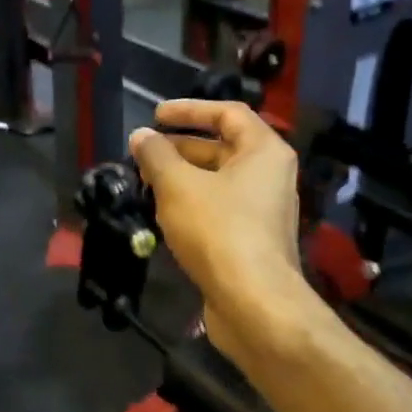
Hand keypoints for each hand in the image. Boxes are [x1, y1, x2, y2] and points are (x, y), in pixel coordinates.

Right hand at [129, 100, 303, 362]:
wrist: (253, 302)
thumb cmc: (218, 230)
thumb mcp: (178, 185)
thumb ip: (156, 155)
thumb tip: (141, 136)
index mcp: (263, 151)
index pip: (227, 113)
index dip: (190, 110)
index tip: (156, 115)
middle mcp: (269, 176)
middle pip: (222, 148)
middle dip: (179, 147)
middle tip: (143, 152)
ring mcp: (262, 211)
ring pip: (217, 181)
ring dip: (181, 177)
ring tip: (145, 181)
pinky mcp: (251, 240)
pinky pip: (219, 209)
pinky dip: (191, 204)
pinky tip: (161, 214)